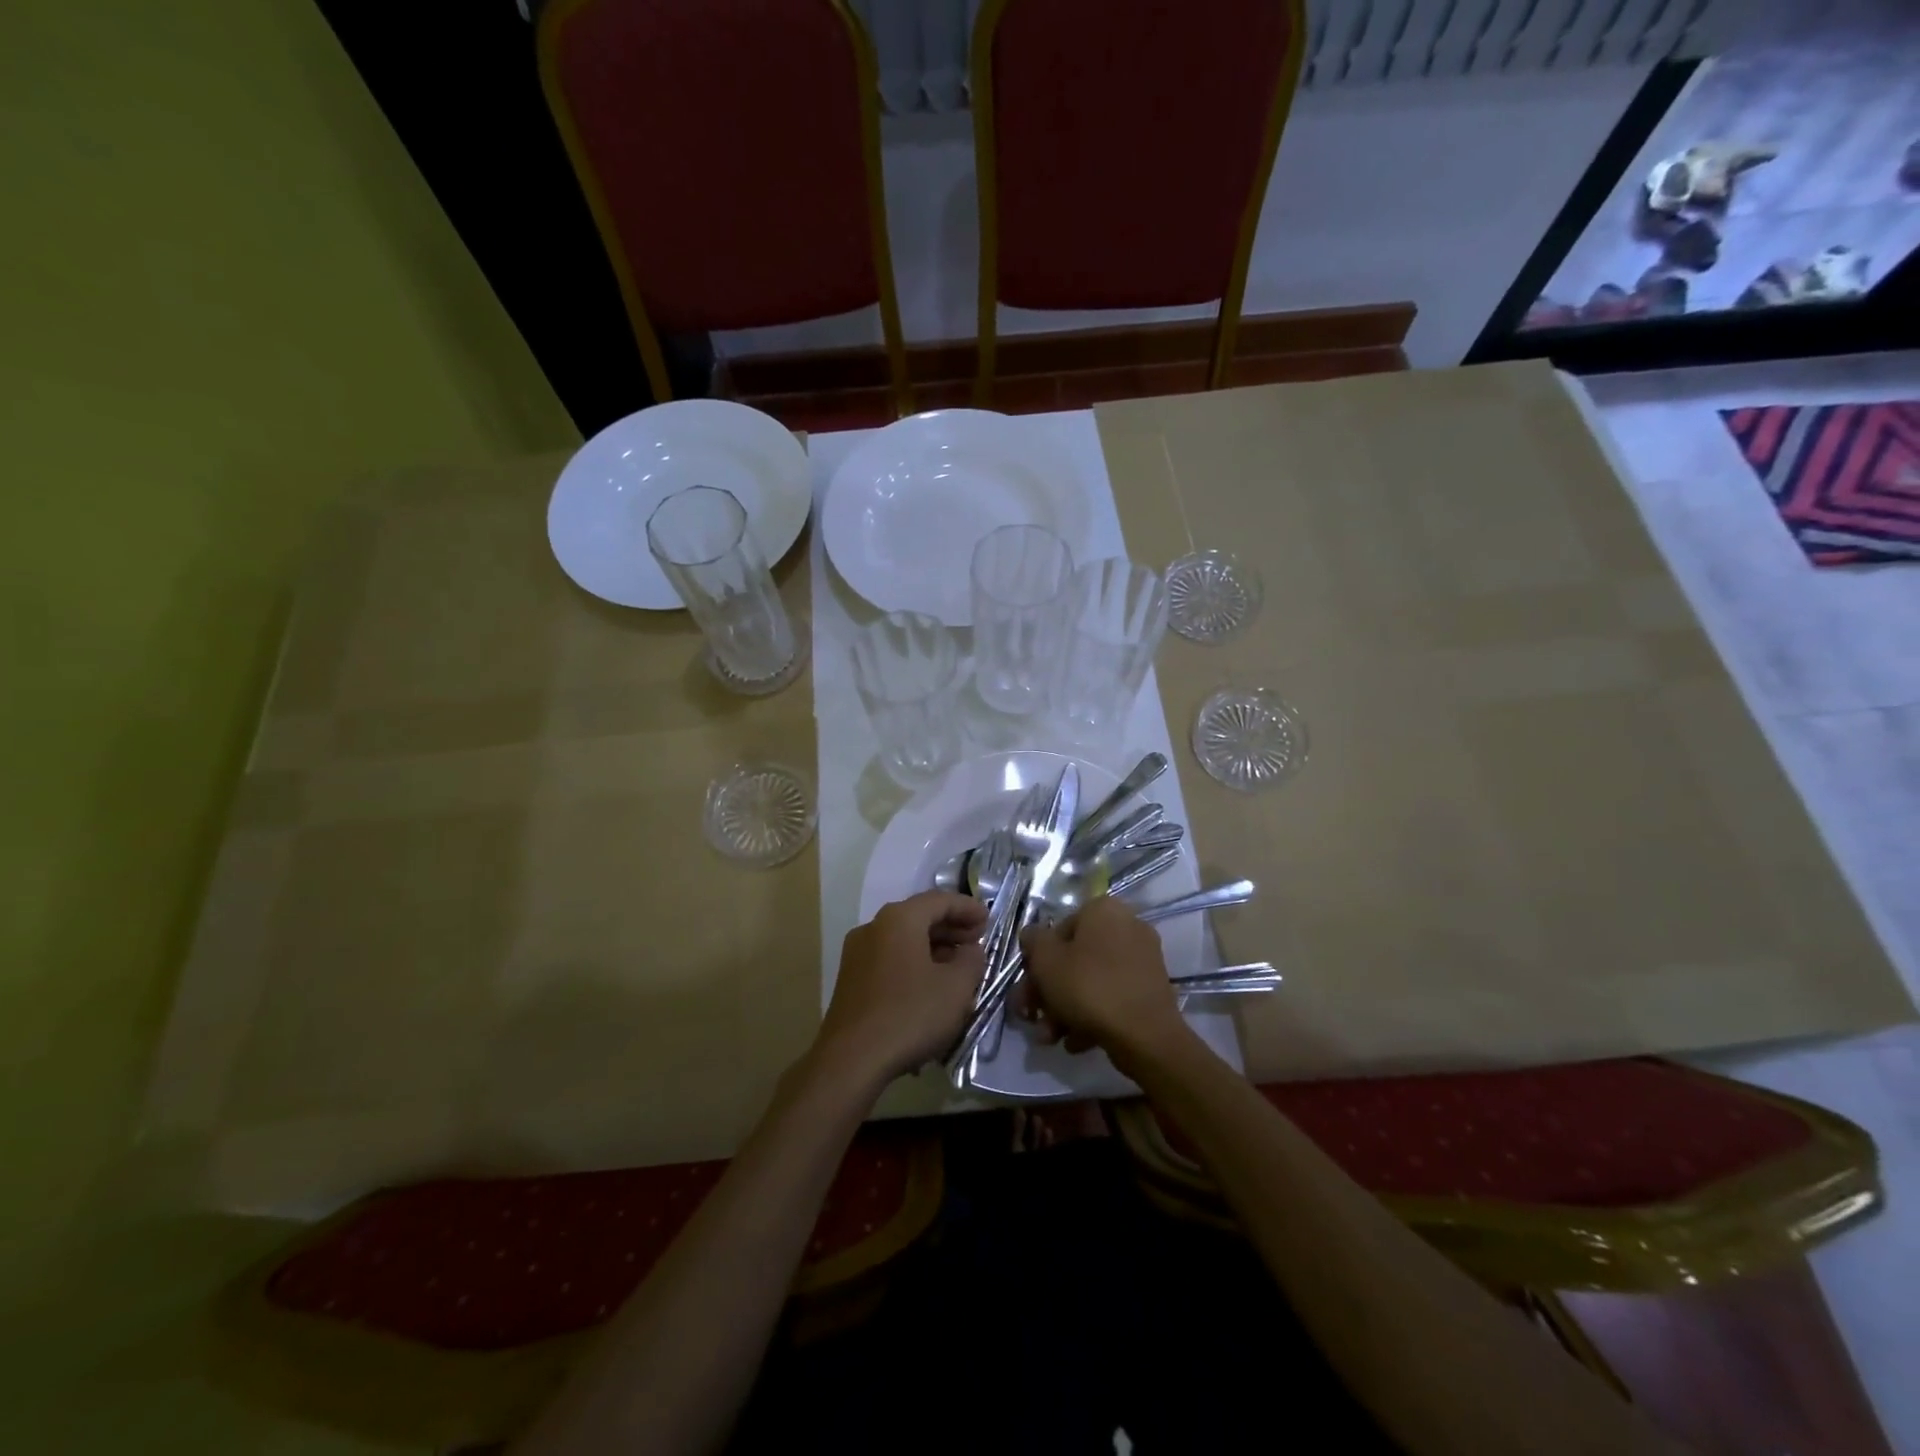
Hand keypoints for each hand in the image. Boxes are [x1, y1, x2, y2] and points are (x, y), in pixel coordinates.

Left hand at [815, 892, 988, 1085]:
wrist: (851, 1060)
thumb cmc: (910, 1015)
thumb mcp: (957, 987)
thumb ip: (972, 960)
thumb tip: (971, 949)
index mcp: (899, 919)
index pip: (940, 900)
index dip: (968, 908)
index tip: (989, 921)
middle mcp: (874, 927)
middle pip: (919, 917)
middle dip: (951, 928)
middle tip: (977, 942)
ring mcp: (857, 953)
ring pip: (903, 939)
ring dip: (933, 947)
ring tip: (958, 966)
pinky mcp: (850, 979)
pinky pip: (890, 959)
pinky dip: (914, 962)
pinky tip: (930, 986)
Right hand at [1019, 898, 1190, 1067]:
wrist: (1145, 1036)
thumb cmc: (1088, 987)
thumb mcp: (1046, 960)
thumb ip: (1033, 941)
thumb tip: (1032, 936)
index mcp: (1103, 910)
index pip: (1057, 930)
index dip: (1036, 961)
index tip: (1026, 989)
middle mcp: (1127, 926)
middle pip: (1074, 958)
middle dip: (1048, 992)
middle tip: (1031, 1017)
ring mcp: (1142, 959)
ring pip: (1091, 980)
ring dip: (1064, 1008)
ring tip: (1050, 1038)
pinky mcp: (1151, 990)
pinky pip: (1112, 996)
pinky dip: (1091, 1015)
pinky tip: (1076, 1042)